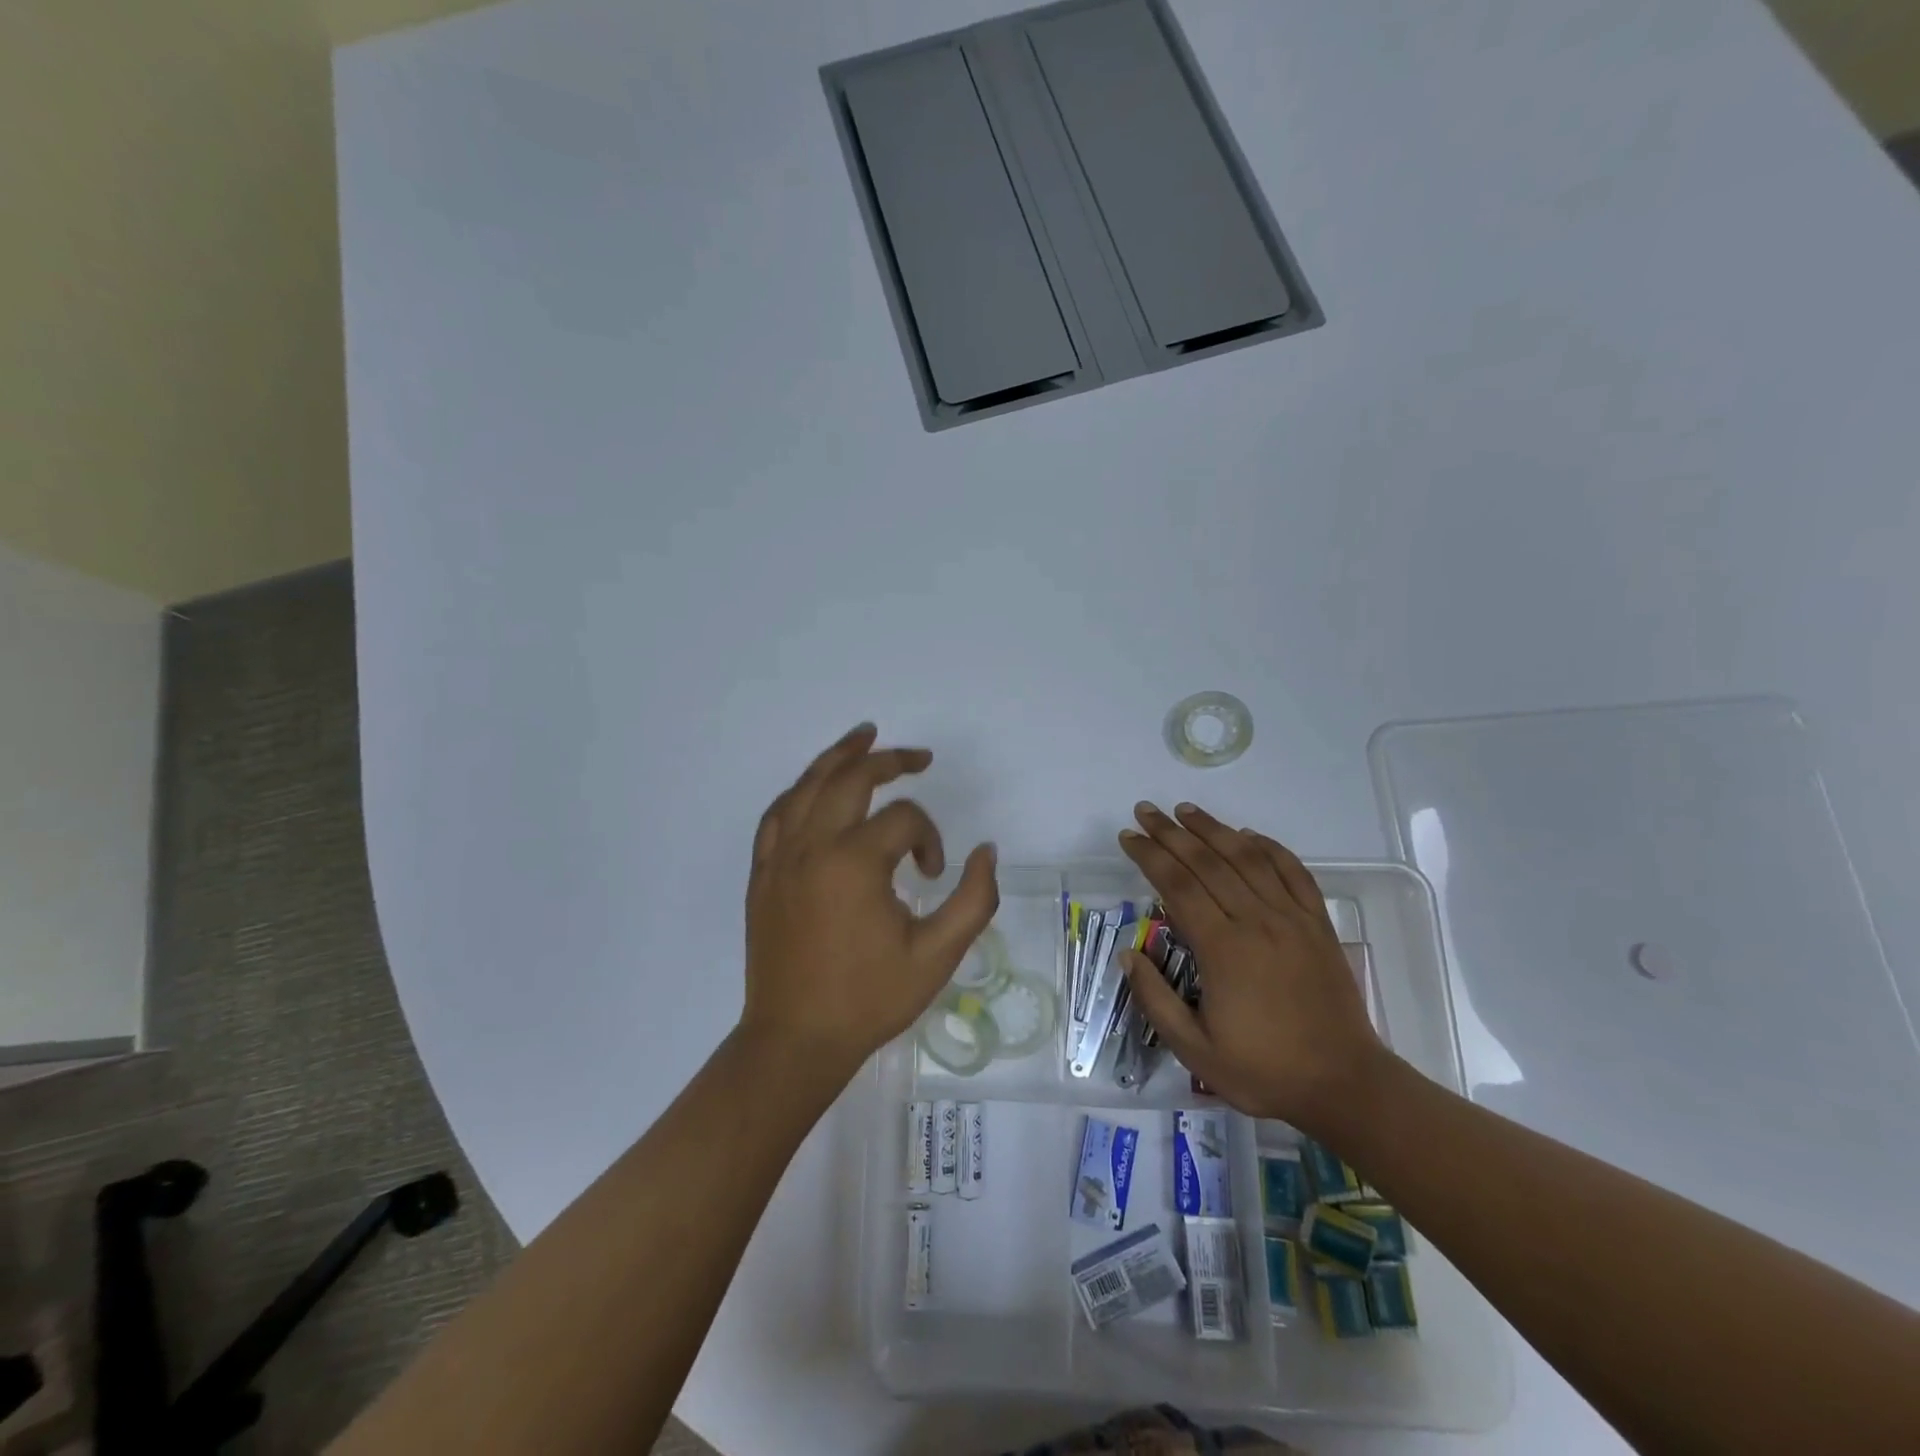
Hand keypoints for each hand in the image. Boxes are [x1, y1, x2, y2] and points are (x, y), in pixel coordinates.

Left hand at [740, 724, 998, 1079]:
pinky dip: (799, 791)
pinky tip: (813, 787)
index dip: (929, 838)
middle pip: (851, 779)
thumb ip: (975, 899)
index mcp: (855, 862)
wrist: (796, 1039)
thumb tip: (986, 851)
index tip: (933, 874)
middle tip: (918, 757)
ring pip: (807, 786)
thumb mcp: (937, 955)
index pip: (904, 819)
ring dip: (838, 757)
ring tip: (864, 736)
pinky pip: (777, 815)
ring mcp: (780, 857)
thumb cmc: (869, 999)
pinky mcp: (762, 873)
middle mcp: (813, 846)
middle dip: (889, 761)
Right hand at [1118, 802, 1386, 1128]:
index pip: (1177, 886)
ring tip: (1186, 810)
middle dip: (1172, 833)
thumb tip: (1127, 954)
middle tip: (1146, 811)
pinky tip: (1249, 836)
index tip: (1129, 836)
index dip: (1150, 856)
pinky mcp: (1318, 925)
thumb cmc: (1264, 1070)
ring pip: (1248, 858)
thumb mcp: (1194, 1050)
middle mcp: (1256, 921)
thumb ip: (1155, 1000)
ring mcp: (1292, 919)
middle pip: (1208, 862)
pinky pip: (1293, 873)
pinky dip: (1270, 848)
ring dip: (1214, 829)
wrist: (1344, 1085)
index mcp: (1223, 949)